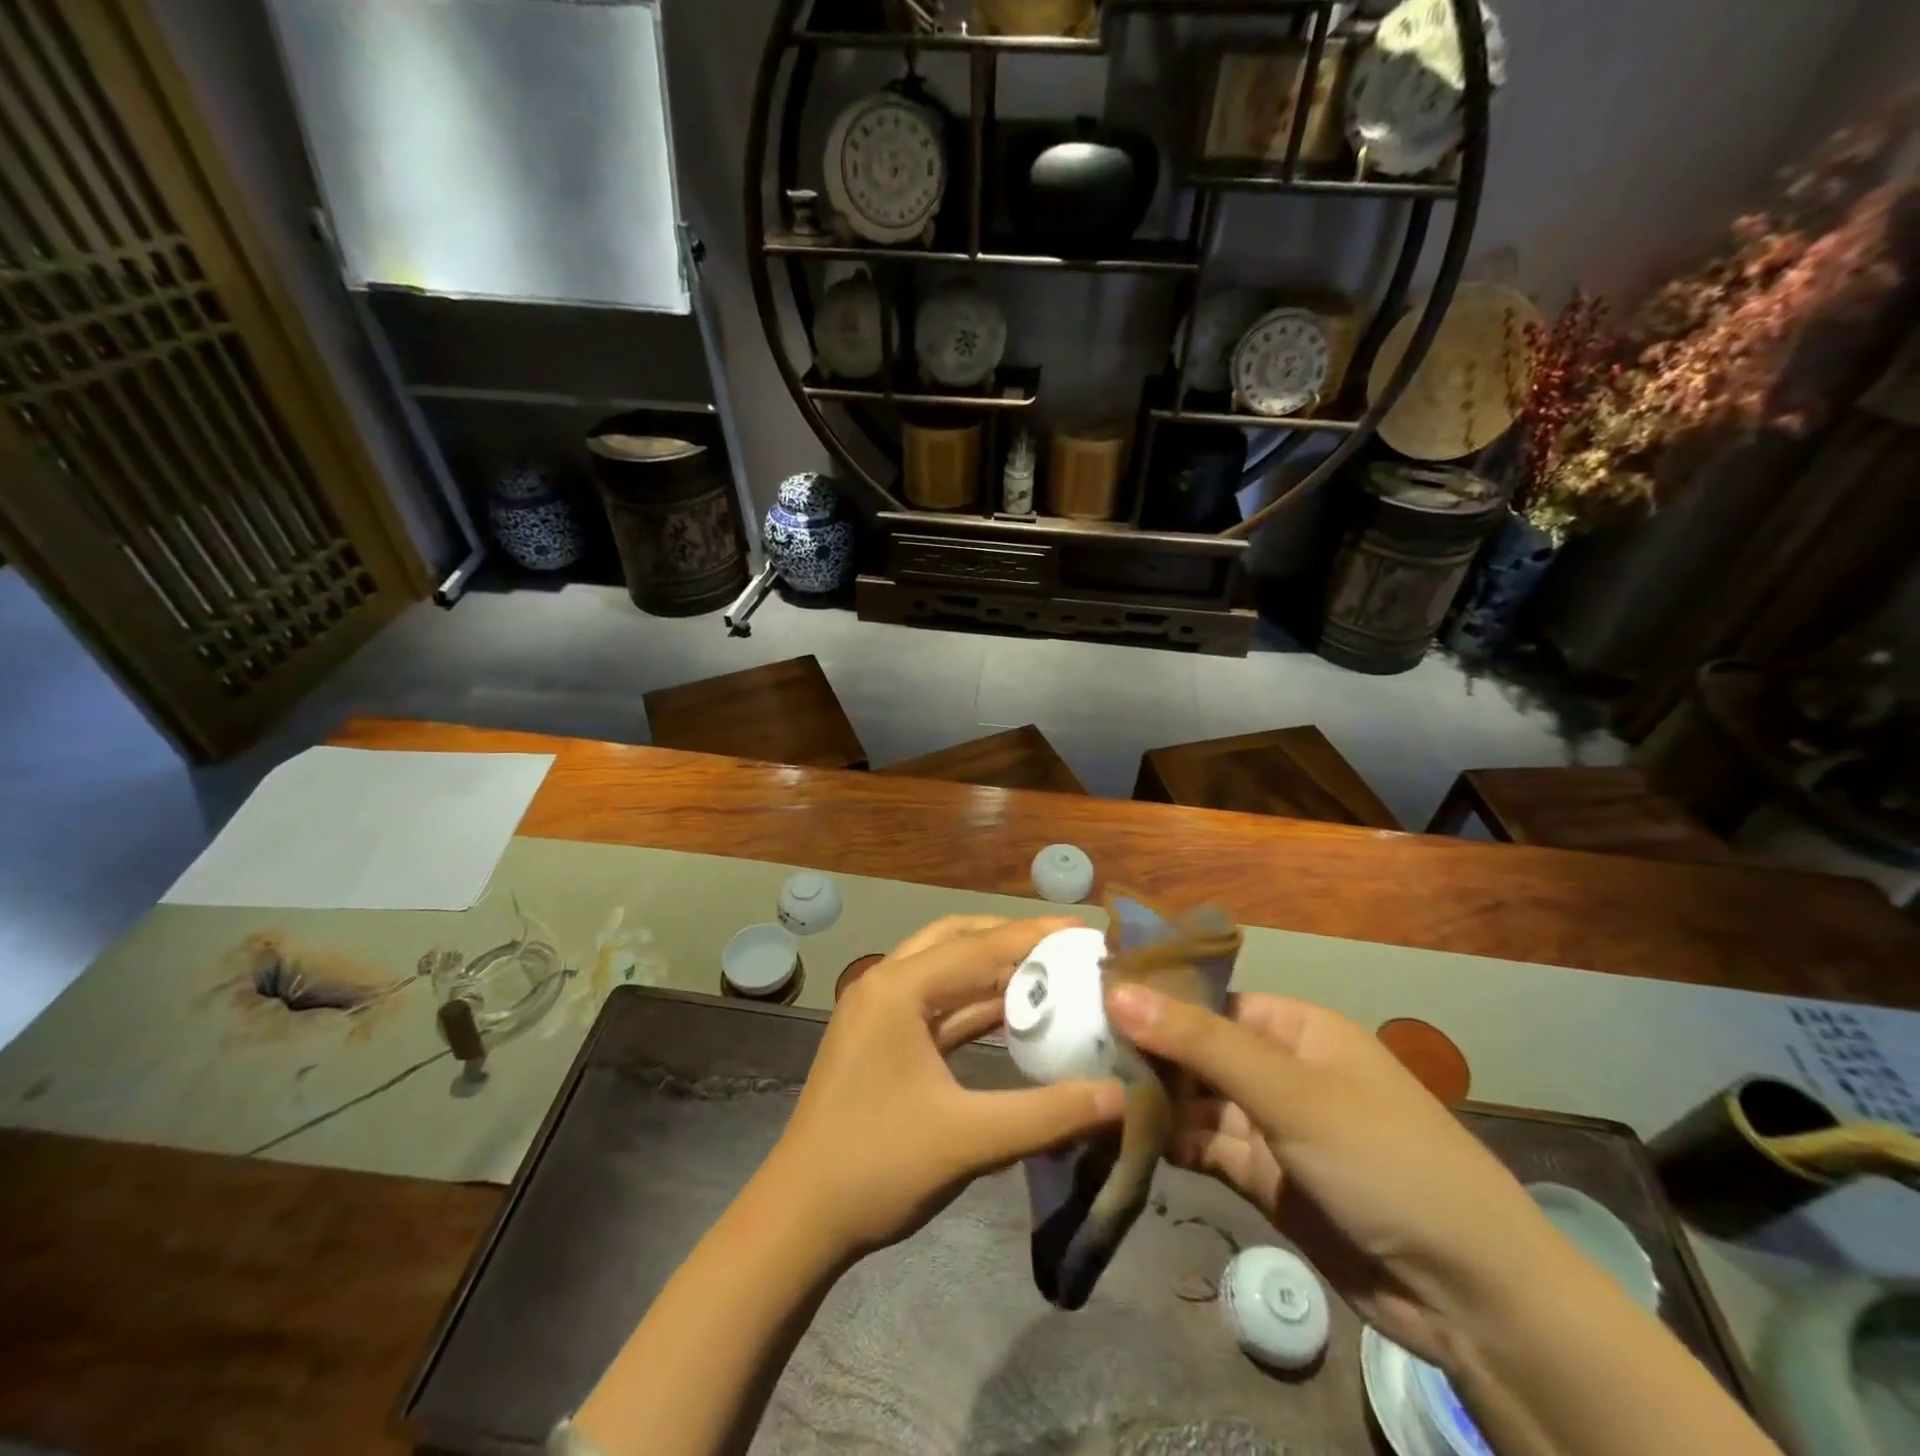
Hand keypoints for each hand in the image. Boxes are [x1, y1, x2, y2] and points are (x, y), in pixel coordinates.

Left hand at [768, 916, 1122, 1262]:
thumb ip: (1047, 1115)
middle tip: (1065, 947)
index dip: (1036, 936)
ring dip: (993, 969)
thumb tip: (1120, 1097)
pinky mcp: (881, 1039)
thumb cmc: (877, 1167)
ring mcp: (879, 1011)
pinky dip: (974, 1002)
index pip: (979, 947)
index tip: (1087, 931)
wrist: (799, 1219)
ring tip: (1049, 973)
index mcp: (899, 989)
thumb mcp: (968, 1140)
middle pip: (957, 940)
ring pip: (945, 969)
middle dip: (1011, 939)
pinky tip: (1012, 1013)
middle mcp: (885, 984)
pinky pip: (937, 1003)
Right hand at [1107, 986, 1564, 1366]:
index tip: (1087, 1000)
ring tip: (1086, 1093)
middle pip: (1196, 1050)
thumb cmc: (1383, 1160)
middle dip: (1144, 1053)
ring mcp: (1269, 1125)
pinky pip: (1204, 1147)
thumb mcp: (1289, 1092)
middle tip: (1073, 1051)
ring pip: (1195, 1102)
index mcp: (1293, 1027)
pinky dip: (1170, 1144)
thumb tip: (1118, 991)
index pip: (1207, 999)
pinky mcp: (1262, 1176)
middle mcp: (1278, 1067)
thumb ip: (1200, 1042)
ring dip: (1151, 1101)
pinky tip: (1125, 1139)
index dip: (1152, 999)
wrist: (1469, 1297)